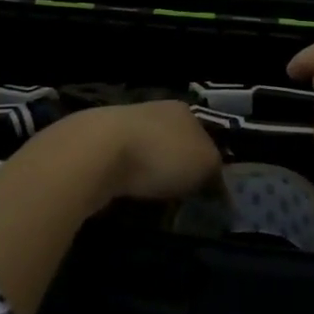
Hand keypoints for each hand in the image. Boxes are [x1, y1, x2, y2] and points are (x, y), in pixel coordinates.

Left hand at [80, 101, 222, 204]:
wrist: (97, 154)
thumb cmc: (161, 154)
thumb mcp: (204, 164)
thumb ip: (215, 172)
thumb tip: (218, 184)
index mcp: (183, 110)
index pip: (203, 134)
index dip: (207, 161)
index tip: (206, 187)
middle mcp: (154, 111)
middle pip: (173, 143)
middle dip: (176, 168)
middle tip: (181, 198)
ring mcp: (122, 126)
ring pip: (145, 155)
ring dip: (148, 176)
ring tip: (153, 203)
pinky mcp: (95, 146)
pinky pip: (119, 168)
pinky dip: (124, 182)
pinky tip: (125, 198)